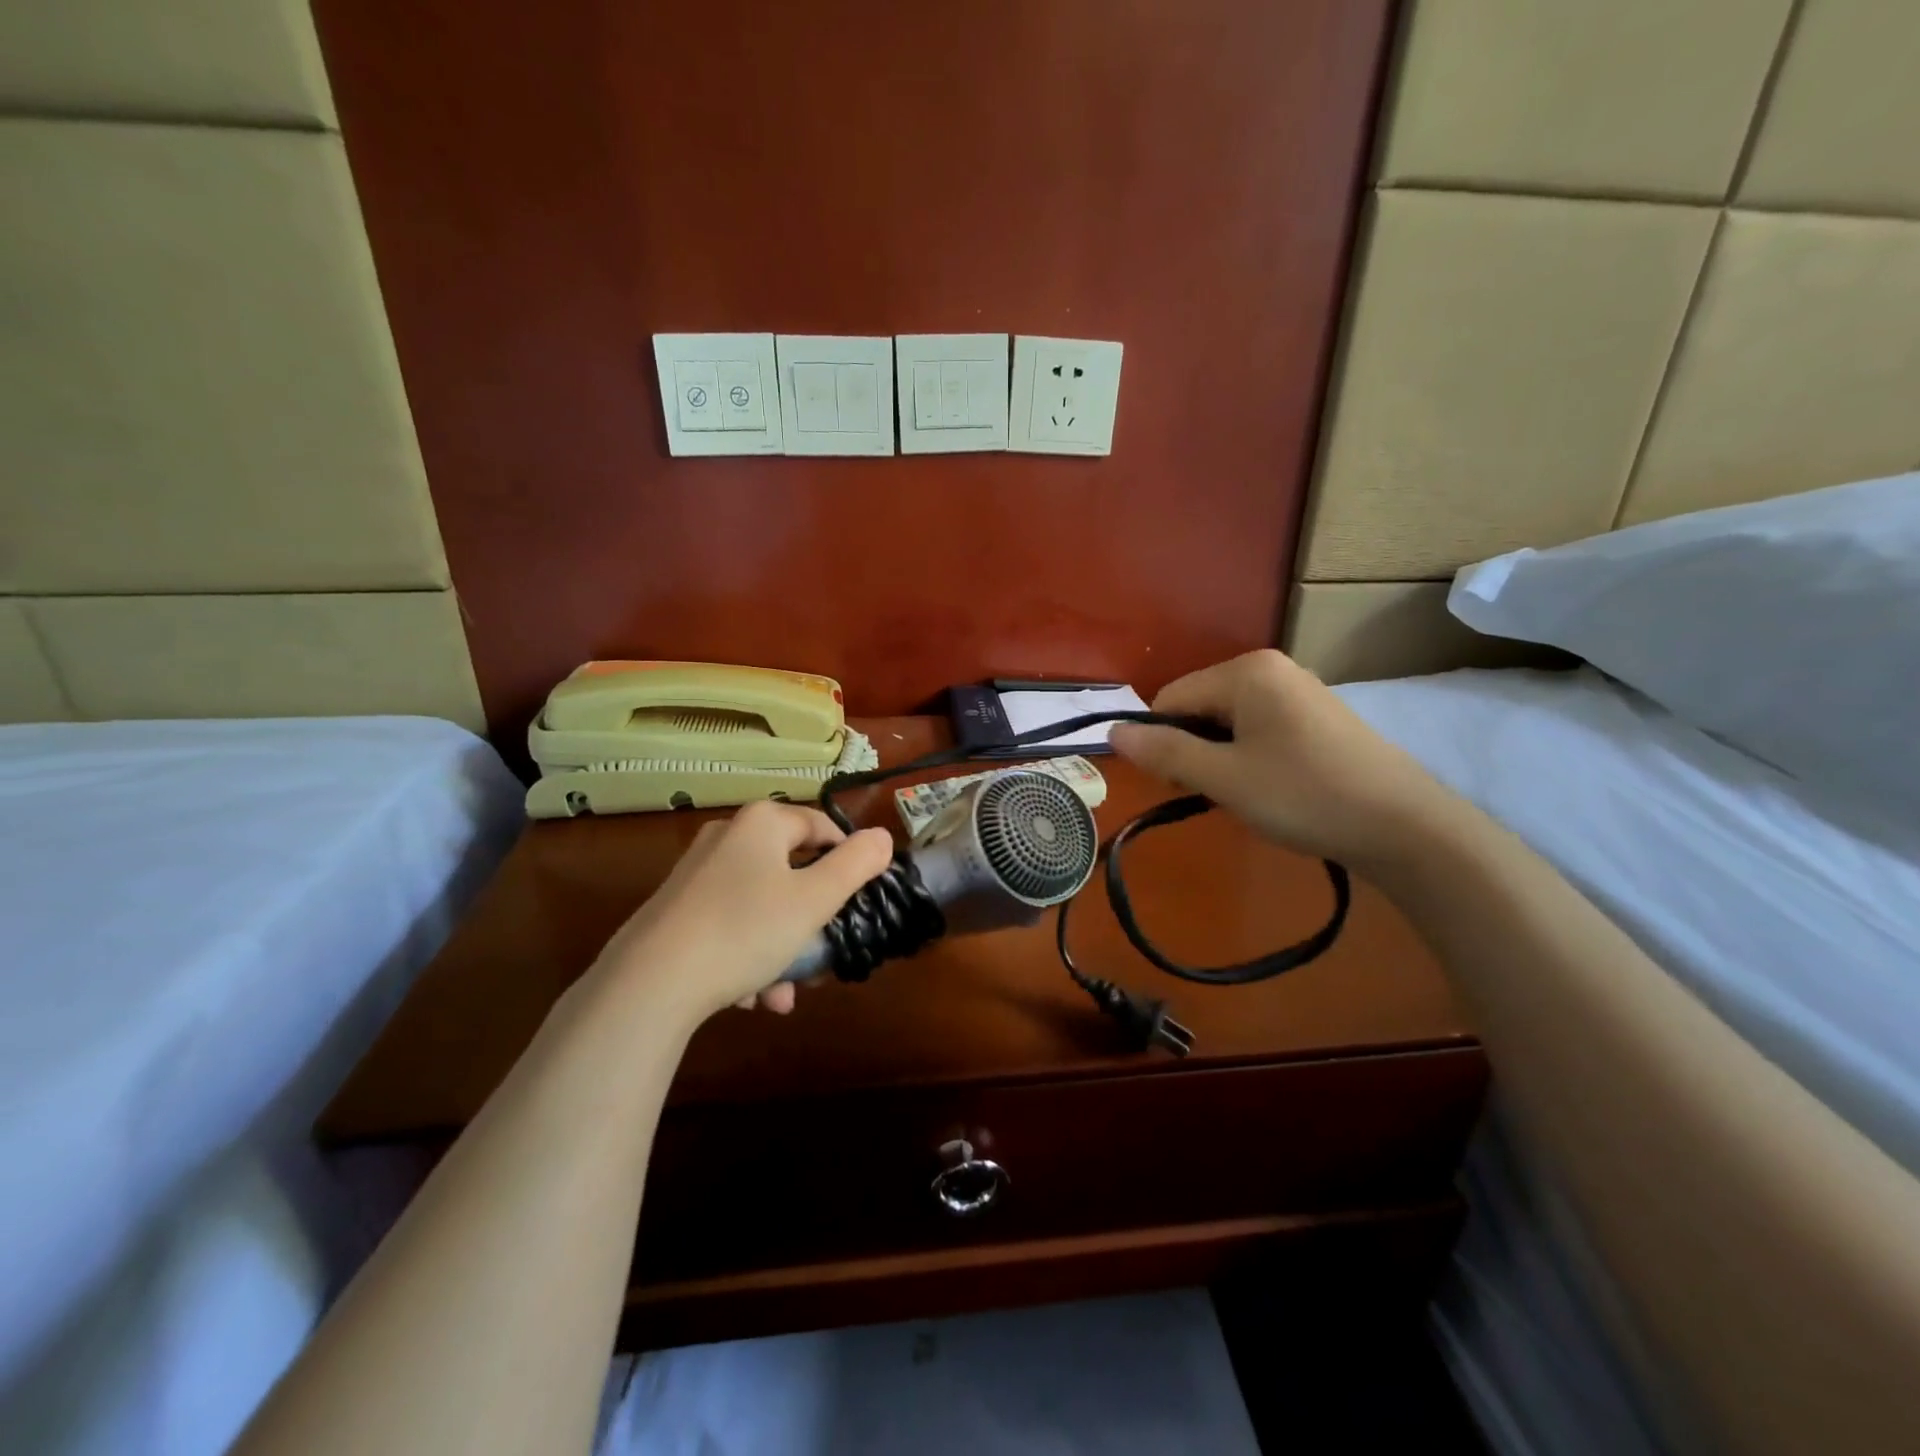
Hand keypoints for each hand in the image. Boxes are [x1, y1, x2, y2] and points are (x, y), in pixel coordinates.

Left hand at [592, 801, 893, 1024]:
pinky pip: (729, 924)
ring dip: (781, 947)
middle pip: (792, 871)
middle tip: (821, 958)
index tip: (857, 903)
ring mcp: (697, 873)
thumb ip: (856, 865)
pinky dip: (746, 954)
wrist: (649, 983)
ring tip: (781, 994)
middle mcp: (727, 837)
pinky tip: (749, 997)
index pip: (823, 828)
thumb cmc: (745, 930)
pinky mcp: (676, 909)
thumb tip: (882, 837)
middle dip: (811, 920)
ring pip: (761, 905)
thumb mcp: (815, 899)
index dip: (849, 863)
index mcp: (762, 823)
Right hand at [1109, 649, 1448, 869]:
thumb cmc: (1304, 796)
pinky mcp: (1317, 716)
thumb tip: (1113, 732)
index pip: (1170, 697)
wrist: (1405, 827)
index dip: (1162, 742)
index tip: (1180, 784)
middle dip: (1194, 750)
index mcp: (1246, 671)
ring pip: (1228, 721)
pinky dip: (1250, 757)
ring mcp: (1299, 691)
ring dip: (1221, 757)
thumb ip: (1165, 753)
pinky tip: (1273, 788)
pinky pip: (1259, 729)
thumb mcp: (1224, 778)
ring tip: (1247, 794)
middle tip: (1217, 793)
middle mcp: (1271, 668)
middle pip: (1200, 706)